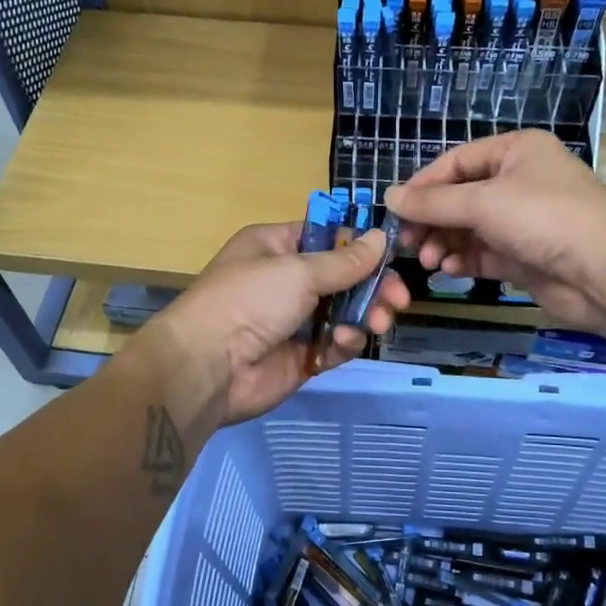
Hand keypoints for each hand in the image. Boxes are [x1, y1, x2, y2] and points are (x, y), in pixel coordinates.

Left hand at [151, 222, 409, 424]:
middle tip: (397, 299)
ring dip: (365, 315)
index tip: (392, 256)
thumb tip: (381, 237)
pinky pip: (335, 343)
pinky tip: (343, 343)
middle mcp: (285, 280)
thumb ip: (344, 260)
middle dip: (373, 287)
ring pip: (344, 312)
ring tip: (378, 323)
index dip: (360, 245)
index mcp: (275, 247)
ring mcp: (293, 320)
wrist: (208, 367)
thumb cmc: (249, 301)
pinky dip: (345, 342)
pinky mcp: (301, 356)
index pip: (327, 237)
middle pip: (343, 278)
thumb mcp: (298, 271)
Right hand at [386, 130, 605, 333]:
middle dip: (432, 220)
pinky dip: (464, 260)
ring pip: (469, 228)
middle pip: (460, 197)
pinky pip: (483, 253)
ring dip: (445, 242)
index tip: (396, 211)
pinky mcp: (524, 255)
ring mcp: (522, 220)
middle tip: (407, 243)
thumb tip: (389, 197)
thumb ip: (433, 202)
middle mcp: (519, 181)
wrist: (603, 273)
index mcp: (515, 151)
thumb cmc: (543, 219)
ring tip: (429, 260)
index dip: (423, 185)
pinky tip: (449, 270)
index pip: (456, 162)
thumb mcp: (482, 203)